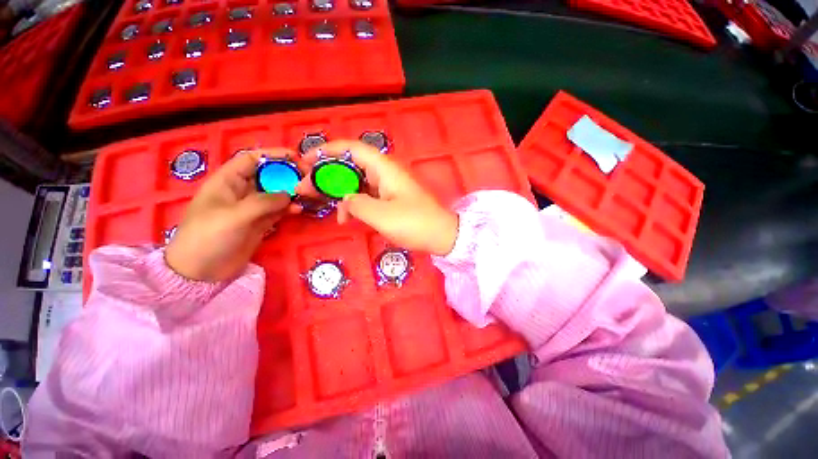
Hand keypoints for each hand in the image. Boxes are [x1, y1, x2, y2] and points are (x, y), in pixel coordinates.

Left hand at [166, 149, 301, 280]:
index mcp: (227, 181)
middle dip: (287, 175)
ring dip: (292, 193)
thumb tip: (290, 194)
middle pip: (268, 176)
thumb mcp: (234, 216)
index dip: (272, 155)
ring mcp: (252, 208)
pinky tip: (299, 210)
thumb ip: (264, 202)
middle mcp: (241, 191)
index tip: (296, 157)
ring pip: (276, 193)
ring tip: (307, 195)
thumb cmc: (209, 236)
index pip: (251, 159)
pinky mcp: (260, 222)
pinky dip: (289, 208)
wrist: (201, 271)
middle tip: (308, 179)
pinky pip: (279, 210)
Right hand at [296, 140, 458, 255]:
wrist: (440, 235)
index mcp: (384, 169)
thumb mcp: (381, 215)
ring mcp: (388, 187)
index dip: (328, 151)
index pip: (353, 149)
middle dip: (327, 175)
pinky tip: (345, 218)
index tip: (307, 160)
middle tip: (306, 188)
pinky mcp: (390, 199)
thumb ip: (357, 204)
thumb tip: (346, 200)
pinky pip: (366, 196)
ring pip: (357, 182)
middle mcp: (385, 173)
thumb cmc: (414, 223)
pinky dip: (354, 204)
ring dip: (339, 192)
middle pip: (351, 165)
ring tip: (321, 204)